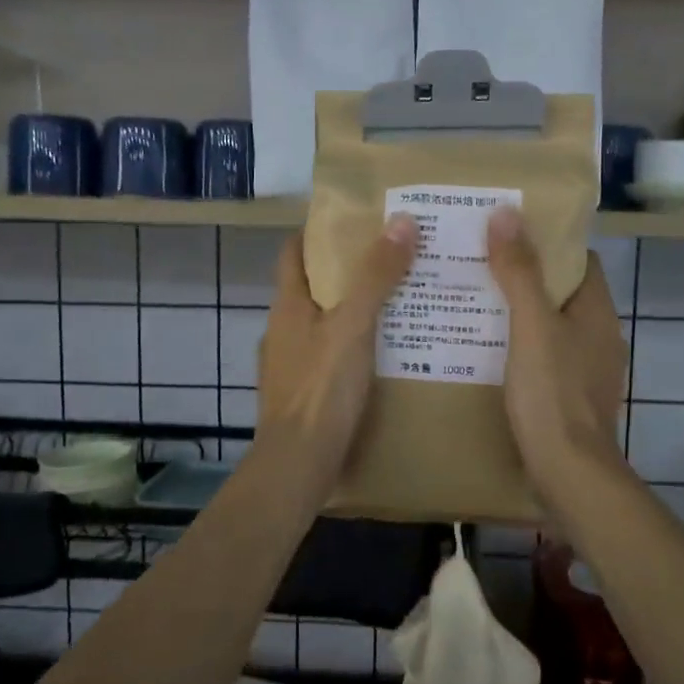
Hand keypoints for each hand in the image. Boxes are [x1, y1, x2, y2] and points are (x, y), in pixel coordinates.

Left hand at [256, 217, 418, 491]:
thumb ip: (376, 276)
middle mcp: (282, 330)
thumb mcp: (354, 325)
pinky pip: (329, 358)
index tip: (353, 220)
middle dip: (346, 272)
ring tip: (397, 305)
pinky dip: (353, 348)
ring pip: (323, 326)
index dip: (316, 233)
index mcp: (287, 306)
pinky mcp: (302, 394)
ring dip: (352, 312)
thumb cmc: (322, 388)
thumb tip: (401, 220)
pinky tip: (384, 356)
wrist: (299, 462)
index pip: (293, 253)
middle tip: (391, 260)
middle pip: (312, 288)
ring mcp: (289, 365)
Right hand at [486, 206, 628, 510]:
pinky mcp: (569, 399)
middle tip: (478, 265)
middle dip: (523, 278)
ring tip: (472, 304)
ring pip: (548, 329)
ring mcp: (585, 371)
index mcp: (597, 313)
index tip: (507, 234)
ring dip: (517, 316)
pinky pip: (542, 360)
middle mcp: (598, 338)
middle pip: (560, 294)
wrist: (568, 473)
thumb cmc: (552, 394)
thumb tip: (507, 213)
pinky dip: (517, 349)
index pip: (578, 261)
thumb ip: (519, 272)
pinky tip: (484, 352)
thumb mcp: (531, 327)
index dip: (546, 244)